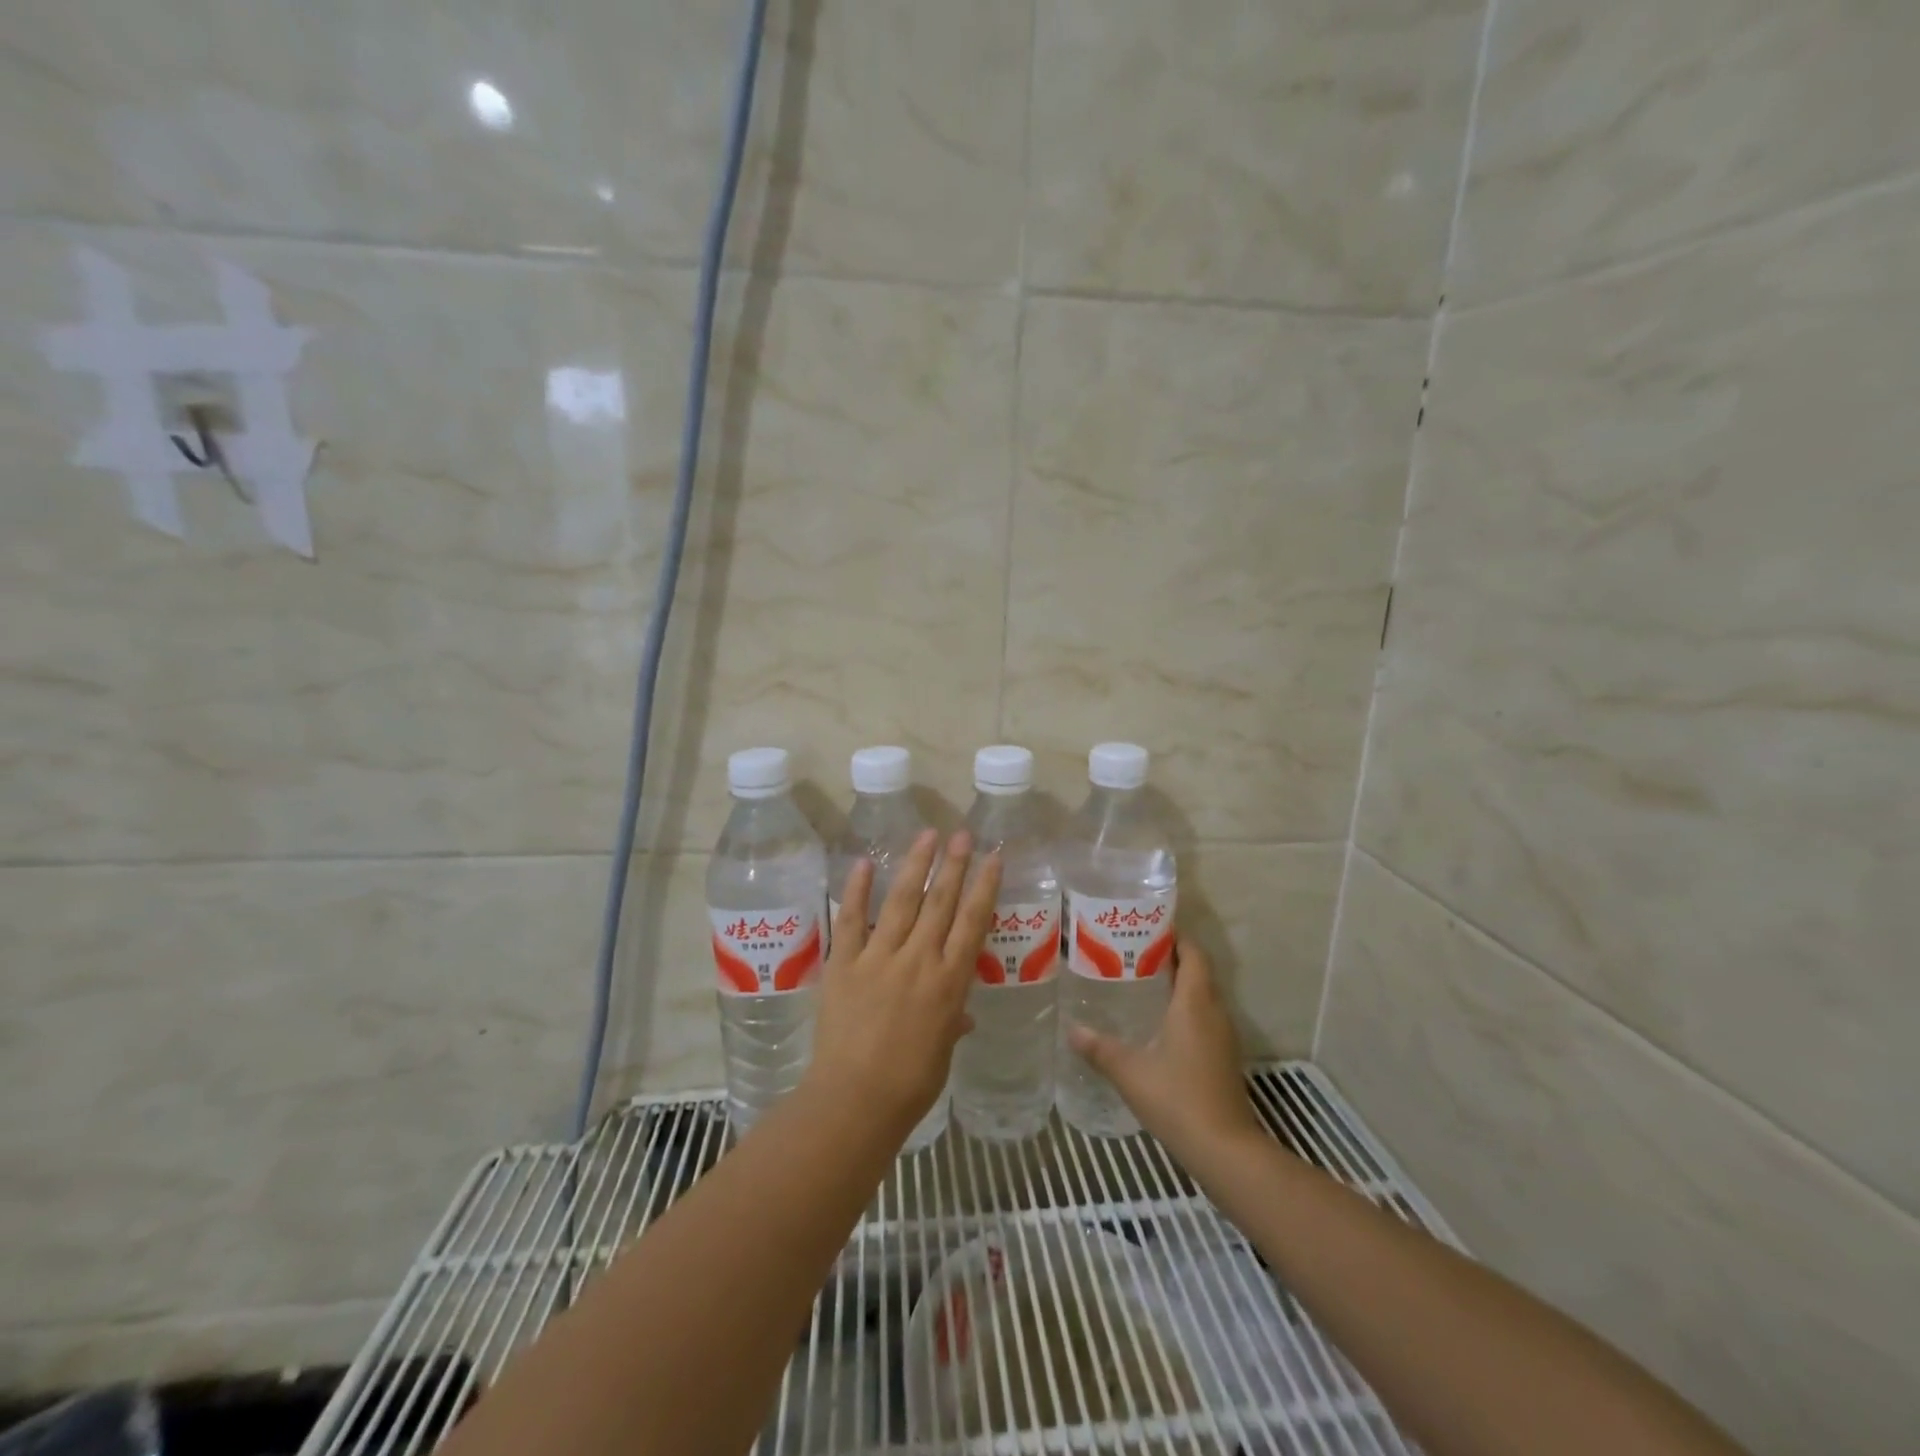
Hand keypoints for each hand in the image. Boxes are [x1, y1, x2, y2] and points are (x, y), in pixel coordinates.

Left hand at [806, 829, 1000, 1143]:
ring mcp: (879, 958)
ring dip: (915, 865)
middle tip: (961, 834)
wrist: (855, 1100)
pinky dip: (857, 890)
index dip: (984, 887)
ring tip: (926, 835)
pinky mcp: (844, 963)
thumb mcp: (942, 1052)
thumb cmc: (909, 1084)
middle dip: (953, 865)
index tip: (993, 857)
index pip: (972, 923)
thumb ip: (952, 1023)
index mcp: (949, 982)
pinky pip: (851, 920)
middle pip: (940, 903)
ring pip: (902, 902)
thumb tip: (962, 1014)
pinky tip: (865, 863)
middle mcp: (919, 960)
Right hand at [1067, 938, 1264, 1166]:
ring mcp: (1224, 1037)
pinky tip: (1158, 1024)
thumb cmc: (1178, 1099)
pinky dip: (1185, 1009)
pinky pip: (1205, 1018)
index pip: (1193, 954)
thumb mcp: (1130, 1071)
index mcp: (1194, 1003)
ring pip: (1203, 996)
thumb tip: (1072, 1030)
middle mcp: (1214, 1012)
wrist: (1226, 1150)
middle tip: (1133, 953)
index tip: (1148, 927)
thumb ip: (1099, 1048)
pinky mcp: (1224, 1058)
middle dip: (1171, 958)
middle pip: (1198, 971)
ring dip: (1179, 984)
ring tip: (1140, 982)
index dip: (1176, 937)